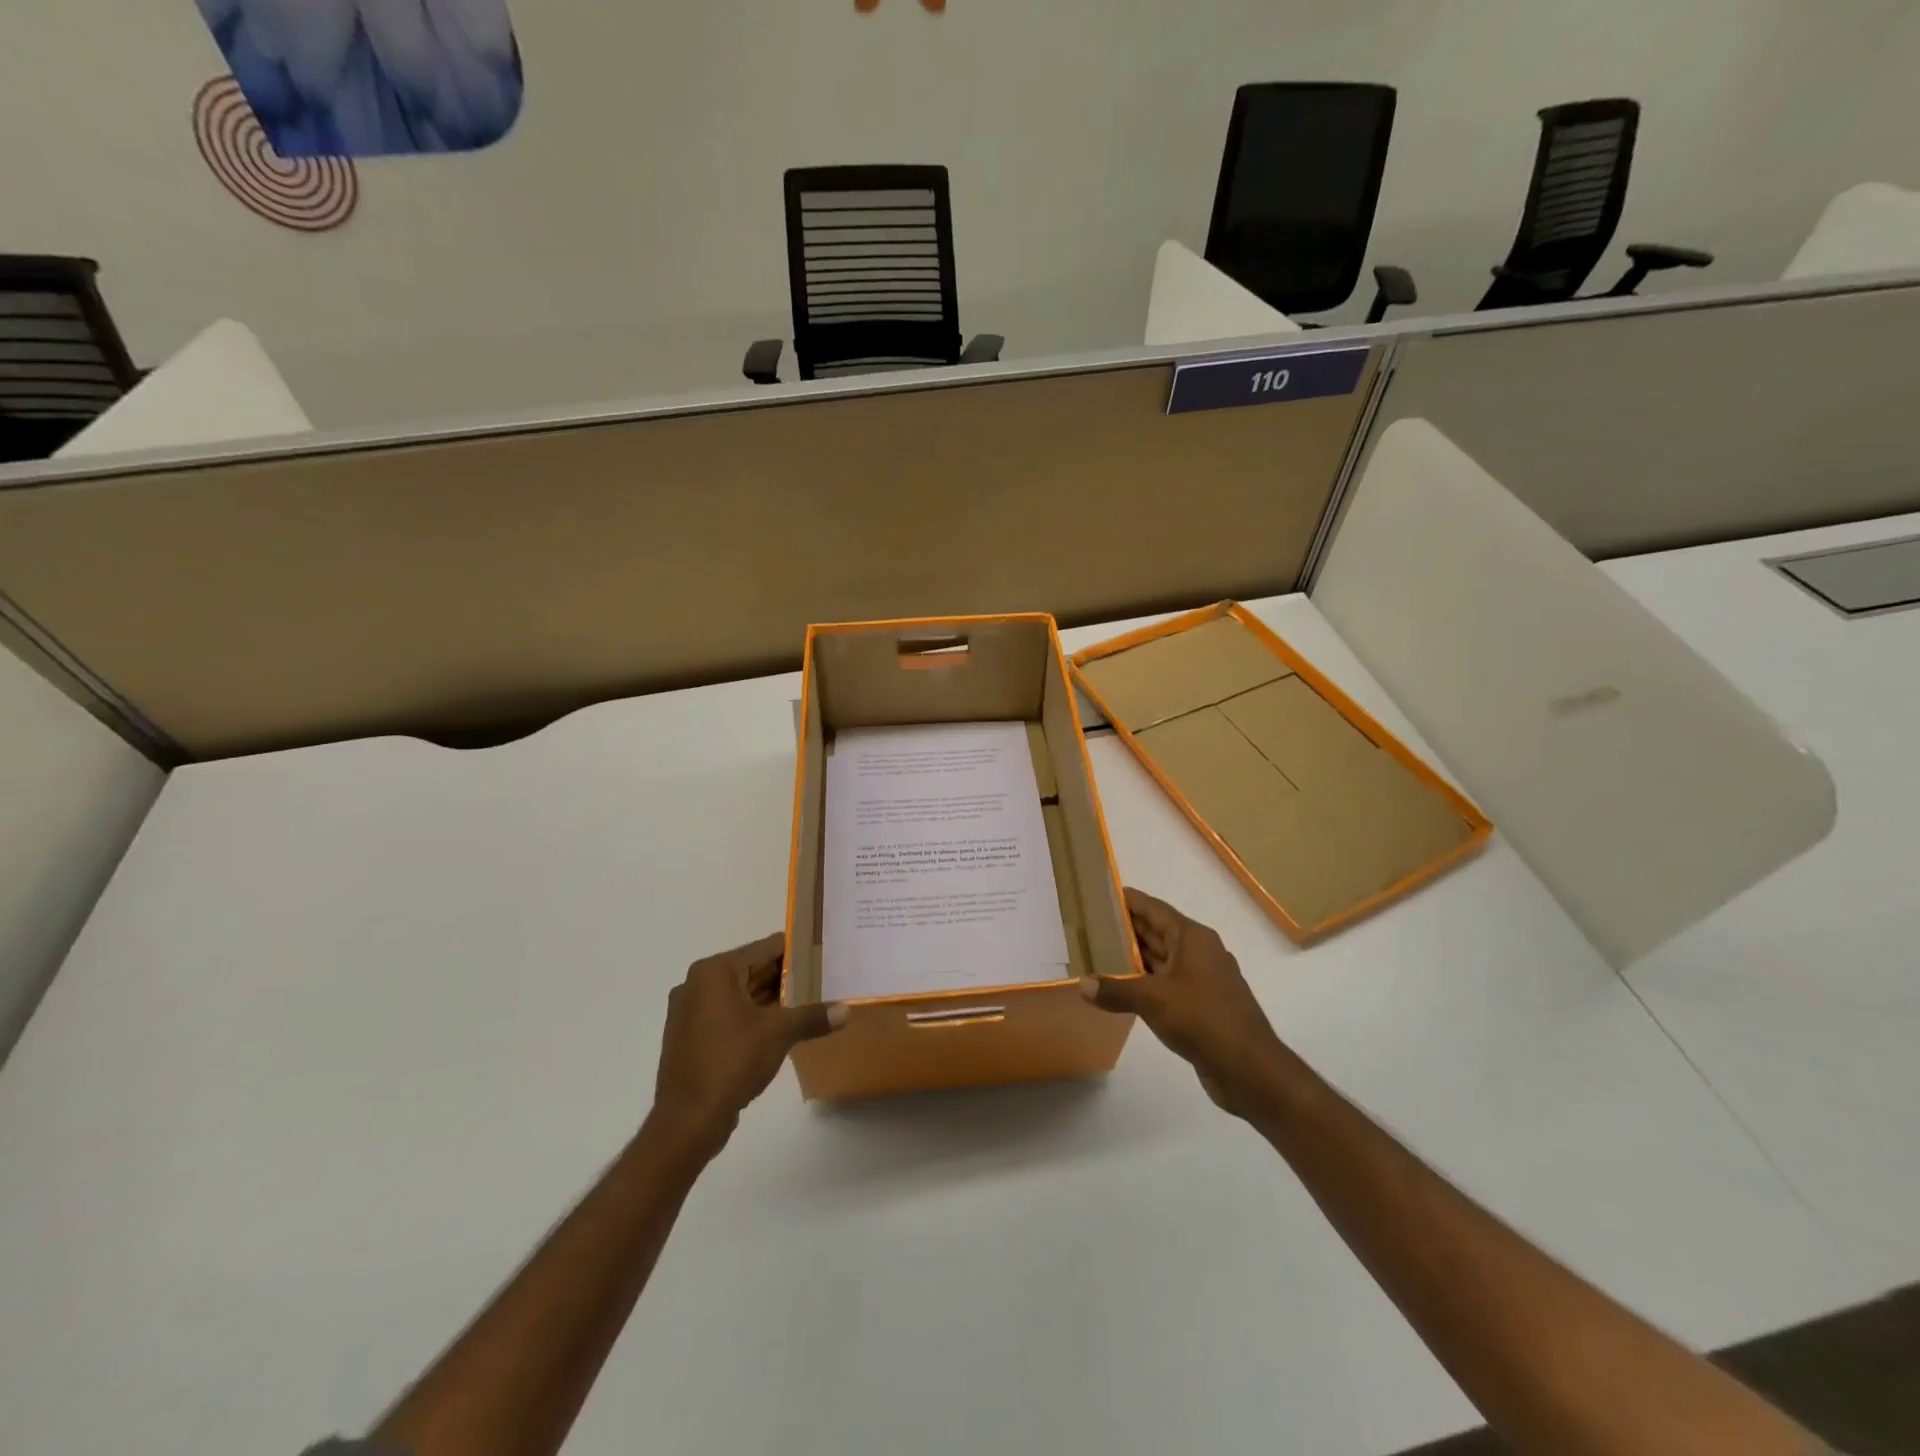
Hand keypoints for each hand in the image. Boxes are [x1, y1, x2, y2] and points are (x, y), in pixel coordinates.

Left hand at [651, 933, 846, 1155]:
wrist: (687, 1121)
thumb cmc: (731, 1061)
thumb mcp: (779, 1033)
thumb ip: (813, 1016)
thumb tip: (846, 1011)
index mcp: (715, 972)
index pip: (764, 948)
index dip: (796, 951)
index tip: (822, 954)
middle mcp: (698, 984)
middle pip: (751, 970)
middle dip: (785, 977)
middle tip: (821, 979)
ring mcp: (691, 1012)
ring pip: (741, 995)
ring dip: (771, 999)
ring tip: (808, 1001)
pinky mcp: (691, 1038)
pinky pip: (729, 1015)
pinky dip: (753, 1017)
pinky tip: (781, 1028)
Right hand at [1081, 889, 1284, 1119]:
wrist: (1250, 1069)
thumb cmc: (1203, 1019)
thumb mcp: (1152, 1000)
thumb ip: (1115, 990)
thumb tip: (1082, 984)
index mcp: (1193, 938)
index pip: (1155, 909)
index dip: (1129, 900)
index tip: (1102, 893)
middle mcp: (1199, 952)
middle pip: (1158, 932)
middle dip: (1127, 928)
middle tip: (1091, 924)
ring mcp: (1203, 980)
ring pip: (1162, 959)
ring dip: (1134, 957)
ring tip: (1098, 953)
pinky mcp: (1202, 1005)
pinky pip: (1167, 983)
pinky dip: (1145, 982)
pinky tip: (1122, 988)